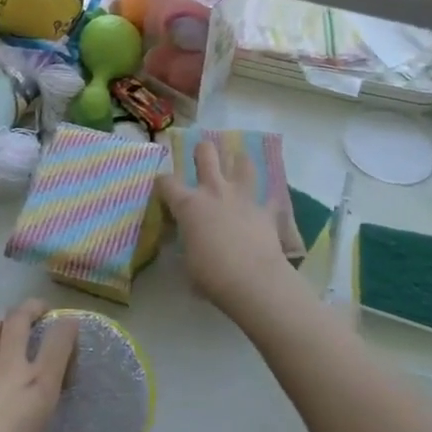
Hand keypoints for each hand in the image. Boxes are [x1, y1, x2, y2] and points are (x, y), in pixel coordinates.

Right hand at [158, 139, 296, 313]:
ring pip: (242, 162)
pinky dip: (265, 201)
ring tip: (237, 170)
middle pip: (206, 153)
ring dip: (239, 164)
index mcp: (189, 204)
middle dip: (202, 151)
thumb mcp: (188, 261)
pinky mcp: (265, 209)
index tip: (164, 190)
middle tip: (202, 159)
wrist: (254, 280)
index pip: (167, 182)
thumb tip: (191, 241)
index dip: (163, 183)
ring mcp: (242, 196)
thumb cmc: (213, 275)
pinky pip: (268, 198)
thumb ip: (188, 242)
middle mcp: (214, 191)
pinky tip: (265, 206)